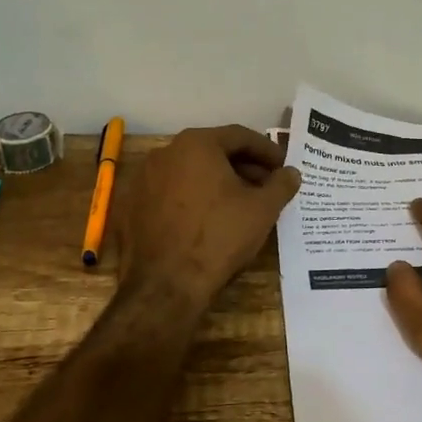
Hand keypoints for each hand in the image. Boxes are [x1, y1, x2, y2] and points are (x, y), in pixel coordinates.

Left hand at [116, 125, 301, 309]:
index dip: (266, 151)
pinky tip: (206, 221)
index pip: (239, 136)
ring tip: (238, 205)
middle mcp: (164, 153)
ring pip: (189, 173)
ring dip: (216, 183)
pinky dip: (190, 200)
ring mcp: (142, 180)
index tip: (282, 167)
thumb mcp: (263, 209)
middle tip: (265, 187)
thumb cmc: (220, 237)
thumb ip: (281, 184)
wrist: (166, 285)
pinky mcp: (130, 207)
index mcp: (196, 144)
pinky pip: (169, 195)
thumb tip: (291, 173)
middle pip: (212, 152)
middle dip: (242, 167)